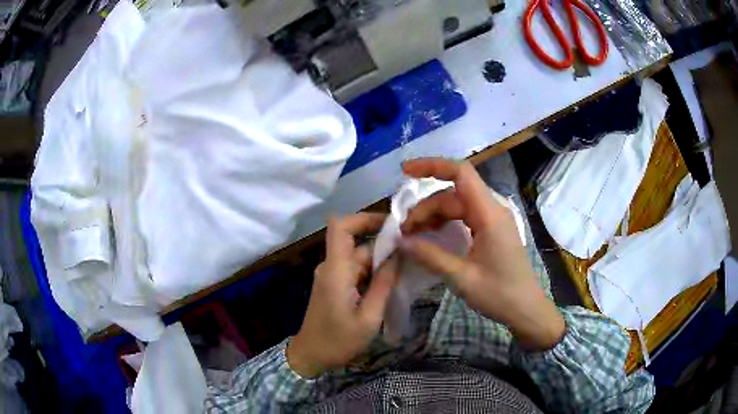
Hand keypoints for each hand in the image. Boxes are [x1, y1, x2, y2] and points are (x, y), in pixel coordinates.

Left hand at [287, 213, 399, 377]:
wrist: (311, 356)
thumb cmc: (339, 340)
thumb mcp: (369, 317)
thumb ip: (383, 284)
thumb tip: (397, 255)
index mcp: (336, 270)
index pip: (341, 226)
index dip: (364, 218)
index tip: (391, 225)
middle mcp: (331, 266)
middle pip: (358, 244)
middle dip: (385, 247)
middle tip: (413, 255)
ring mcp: (331, 275)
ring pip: (359, 258)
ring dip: (381, 262)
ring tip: (406, 272)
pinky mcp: (334, 285)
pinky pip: (355, 270)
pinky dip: (373, 274)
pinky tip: (391, 284)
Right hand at [399, 158, 564, 350]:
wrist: (526, 309)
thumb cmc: (499, 294)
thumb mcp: (461, 278)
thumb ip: (430, 256)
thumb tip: (400, 241)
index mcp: (489, 215)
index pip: (461, 173)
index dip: (432, 166)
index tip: (405, 172)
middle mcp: (493, 210)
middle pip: (453, 194)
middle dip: (426, 207)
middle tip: (404, 231)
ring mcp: (493, 219)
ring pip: (456, 204)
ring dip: (433, 215)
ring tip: (413, 235)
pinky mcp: (492, 229)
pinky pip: (464, 216)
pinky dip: (445, 222)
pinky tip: (432, 236)